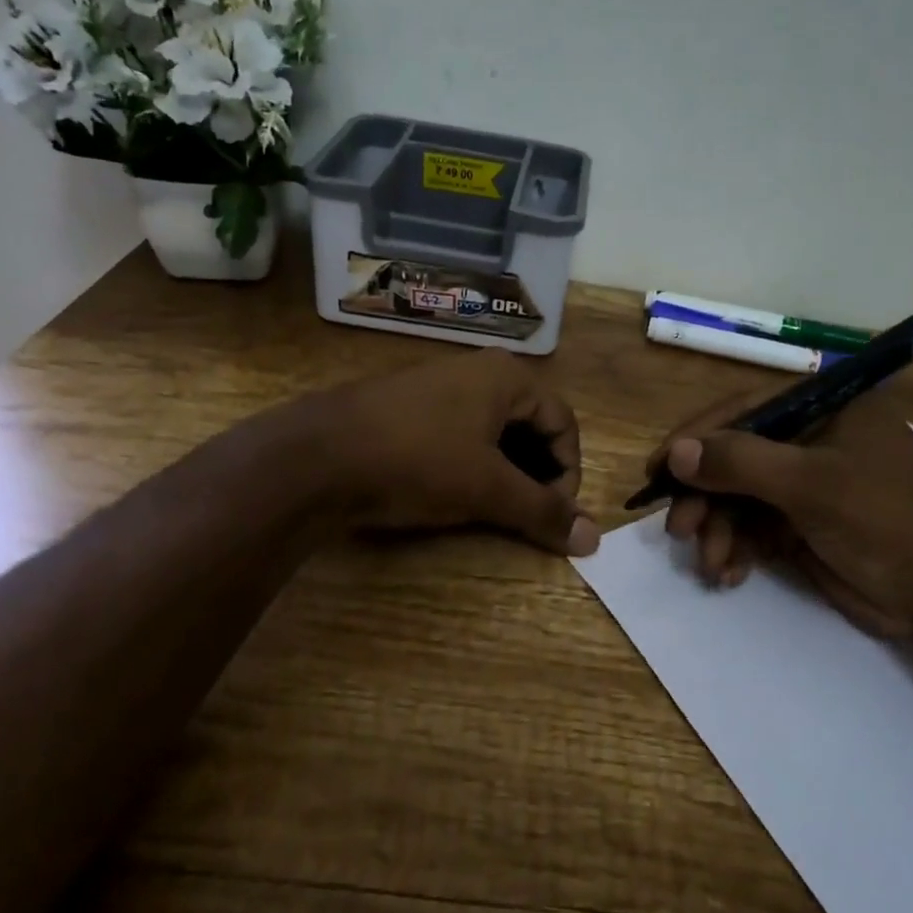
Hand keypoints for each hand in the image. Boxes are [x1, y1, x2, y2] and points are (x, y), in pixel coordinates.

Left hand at [312, 348, 599, 555]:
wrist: (317, 456)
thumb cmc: (418, 461)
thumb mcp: (488, 489)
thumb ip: (543, 512)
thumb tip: (595, 541)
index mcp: (507, 377)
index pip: (563, 423)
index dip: (569, 472)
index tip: (555, 515)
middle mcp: (477, 372)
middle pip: (531, 425)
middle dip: (539, 472)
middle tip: (530, 514)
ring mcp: (439, 387)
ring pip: (494, 431)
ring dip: (507, 471)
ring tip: (497, 509)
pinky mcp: (409, 408)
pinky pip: (460, 434)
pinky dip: (473, 464)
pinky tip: (457, 493)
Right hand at [649, 379, 912, 648]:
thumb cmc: (889, 520)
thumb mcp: (812, 485)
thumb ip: (740, 462)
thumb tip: (676, 454)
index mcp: (823, 407)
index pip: (741, 410)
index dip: (694, 439)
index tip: (656, 470)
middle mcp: (810, 438)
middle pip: (734, 457)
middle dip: (704, 496)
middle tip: (679, 530)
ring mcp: (806, 484)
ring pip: (738, 498)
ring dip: (718, 530)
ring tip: (710, 563)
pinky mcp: (803, 525)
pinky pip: (753, 529)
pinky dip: (736, 550)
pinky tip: (729, 574)